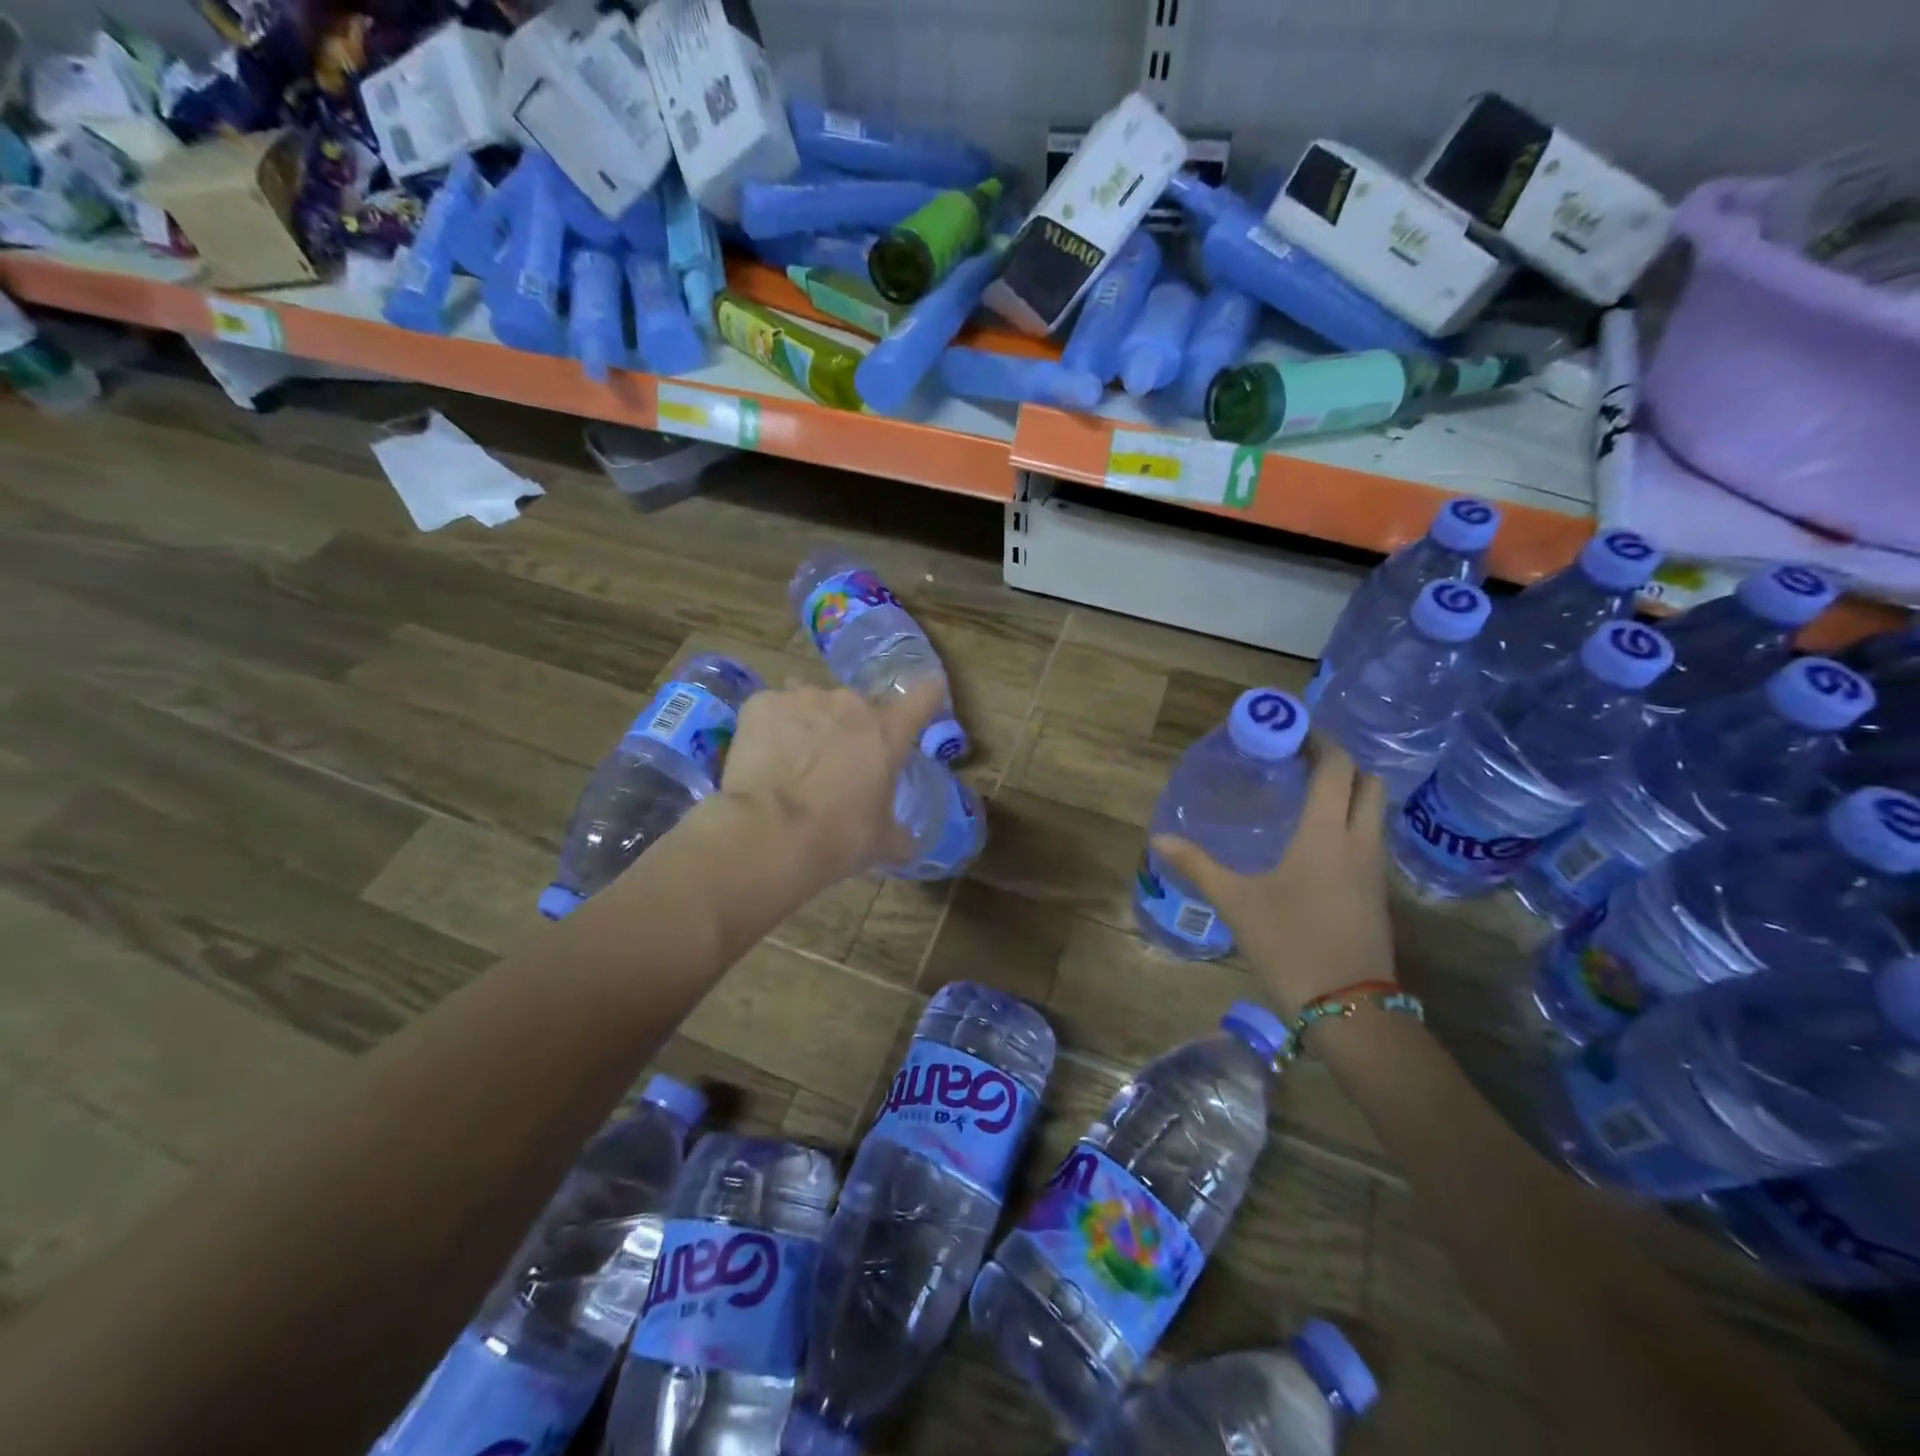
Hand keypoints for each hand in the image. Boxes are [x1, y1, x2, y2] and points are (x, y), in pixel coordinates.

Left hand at [714, 676, 944, 886]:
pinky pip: (771, 710)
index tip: (930, 693)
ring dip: (809, 724)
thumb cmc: (839, 837)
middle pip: (857, 706)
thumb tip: (907, 844)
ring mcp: (803, 698)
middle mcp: (850, 704)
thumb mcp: (880, 842)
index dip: (928, 695)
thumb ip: (898, 835)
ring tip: (793, 760)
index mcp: (888, 732)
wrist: (770, 833)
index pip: (923, 697)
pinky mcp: (761, 704)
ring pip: (811, 704)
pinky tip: (762, 758)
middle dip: (850, 728)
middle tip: (837, 764)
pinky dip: (770, 728)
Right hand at [1153, 741, 1396, 1017]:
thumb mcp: (1236, 902)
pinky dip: (1352, 824)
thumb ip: (1197, 865)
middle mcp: (1359, 841)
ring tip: (1307, 796)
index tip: (1294, 731)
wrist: (1348, 1006)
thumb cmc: (1289, 942)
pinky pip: (1371, 840)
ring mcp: (1375, 869)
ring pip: (1375, 812)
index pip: (1336, 768)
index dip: (1320, 742)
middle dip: (1341, 763)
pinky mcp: (1378, 893)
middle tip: (1302, 763)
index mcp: (1325, 833)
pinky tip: (1318, 842)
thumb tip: (1159, 839)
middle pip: (1368, 783)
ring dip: (1350, 794)